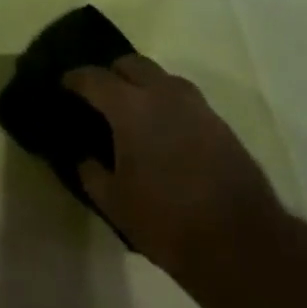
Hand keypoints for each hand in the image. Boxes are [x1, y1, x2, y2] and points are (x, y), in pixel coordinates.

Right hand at [65, 55, 286, 294]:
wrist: (243, 244)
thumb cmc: (167, 221)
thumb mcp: (114, 203)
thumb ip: (91, 172)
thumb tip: (83, 156)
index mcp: (129, 106)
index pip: (92, 77)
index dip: (74, 79)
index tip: (63, 85)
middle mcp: (162, 93)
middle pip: (131, 63)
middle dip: (112, 73)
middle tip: (100, 96)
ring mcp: (196, 105)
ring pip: (162, 77)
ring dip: (143, 85)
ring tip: (134, 112)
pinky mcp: (219, 123)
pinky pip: (184, 99)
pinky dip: (168, 105)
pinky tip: (165, 132)